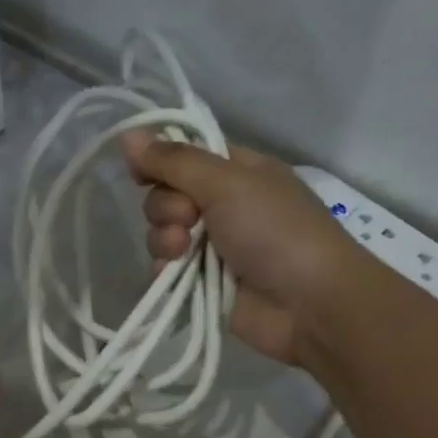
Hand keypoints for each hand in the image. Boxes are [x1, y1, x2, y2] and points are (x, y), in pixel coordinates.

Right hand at [121, 132, 358, 365]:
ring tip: (182, 250)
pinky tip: (175, 274)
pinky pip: (165, 267)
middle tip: (189, 218)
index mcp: (237, 171)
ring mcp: (212, 245)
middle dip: (166, 206)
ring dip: (164, 238)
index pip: (185, 155)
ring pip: (161, 231)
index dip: (160, 160)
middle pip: (166, 194)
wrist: (309, 303)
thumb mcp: (227, 183)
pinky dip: (165, 269)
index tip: (141, 171)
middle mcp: (223, 204)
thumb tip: (128, 134)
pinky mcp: (201, 281)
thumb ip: (175, 160)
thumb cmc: (275, 231)